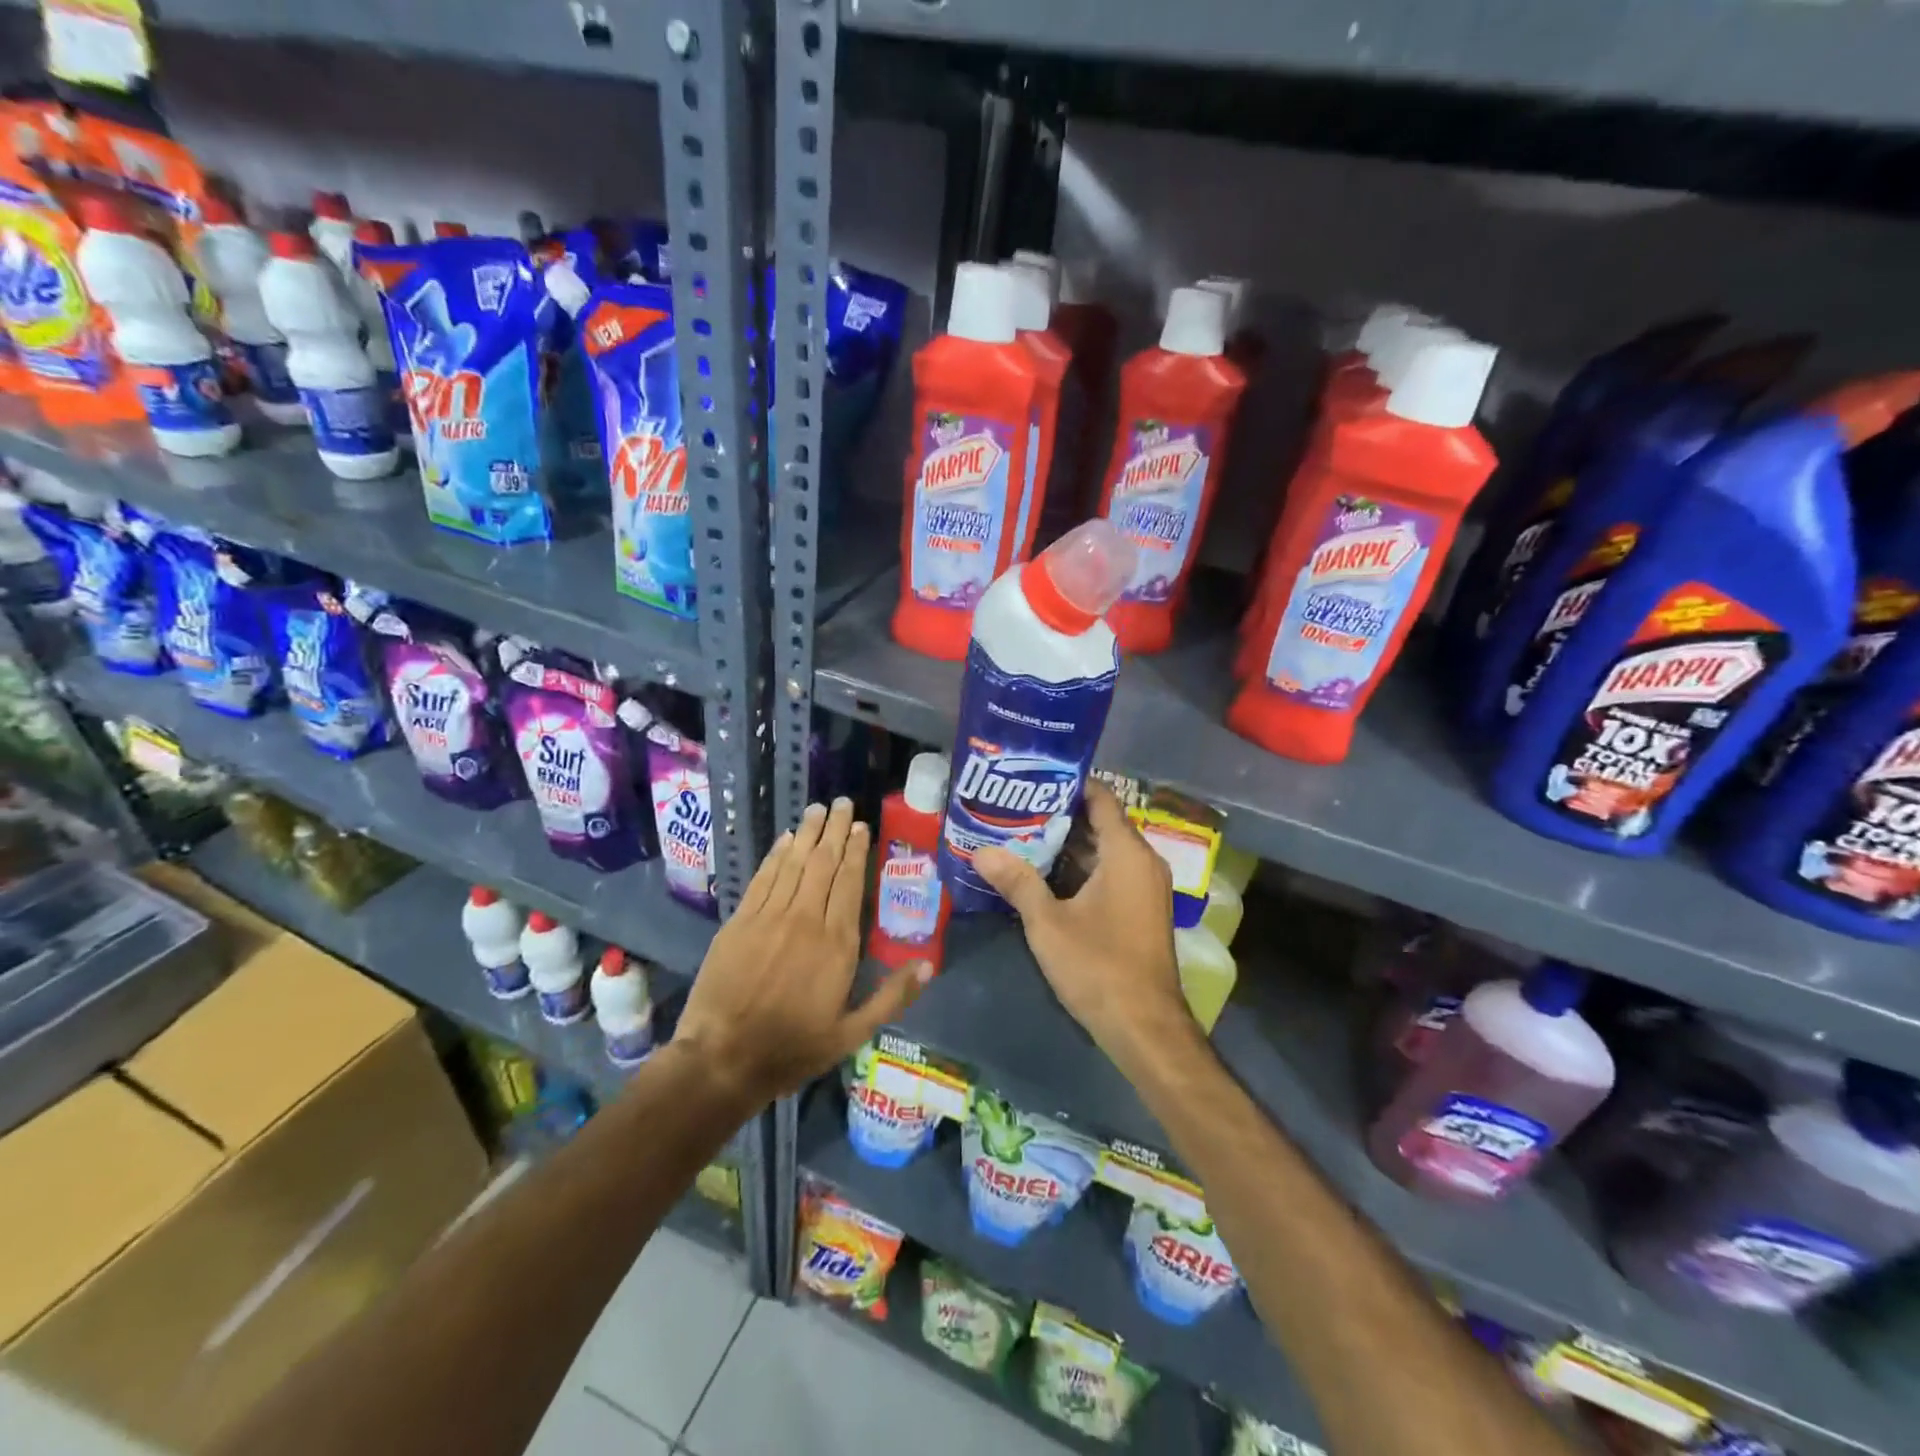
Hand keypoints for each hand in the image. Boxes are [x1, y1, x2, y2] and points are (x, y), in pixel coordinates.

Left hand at [674, 798, 930, 1107]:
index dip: (857, 851)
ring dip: (808, 834)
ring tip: (819, 809)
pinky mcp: (739, 921)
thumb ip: (891, 997)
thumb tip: (928, 965)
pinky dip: (776, 855)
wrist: (722, 1058)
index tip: (862, 827)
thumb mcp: (852, 1033)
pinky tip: (786, 839)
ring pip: (794, 864)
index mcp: (837, 944)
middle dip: (835, 830)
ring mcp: (769, 917)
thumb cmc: (793, 1048)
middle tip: (843, 803)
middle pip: (823, 864)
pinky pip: (763, 878)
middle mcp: (806, 920)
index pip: (850, 883)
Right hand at [974, 780, 1189, 1061]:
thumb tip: (981, 851)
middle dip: (1058, 816)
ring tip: (1019, 835)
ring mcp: (1143, 888)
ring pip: (1103, 852)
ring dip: (1066, 846)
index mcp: (1127, 854)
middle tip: (1014, 807)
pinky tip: (1042, 875)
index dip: (1068, 784)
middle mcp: (1142, 862)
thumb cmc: (1099, 966)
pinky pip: (1109, 874)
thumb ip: (1017, 882)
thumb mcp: (1048, 923)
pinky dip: (1079, 870)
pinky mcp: (1139, 910)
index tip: (1032, 777)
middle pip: (1100, 824)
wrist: (1144, 1027)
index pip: (1101, 799)